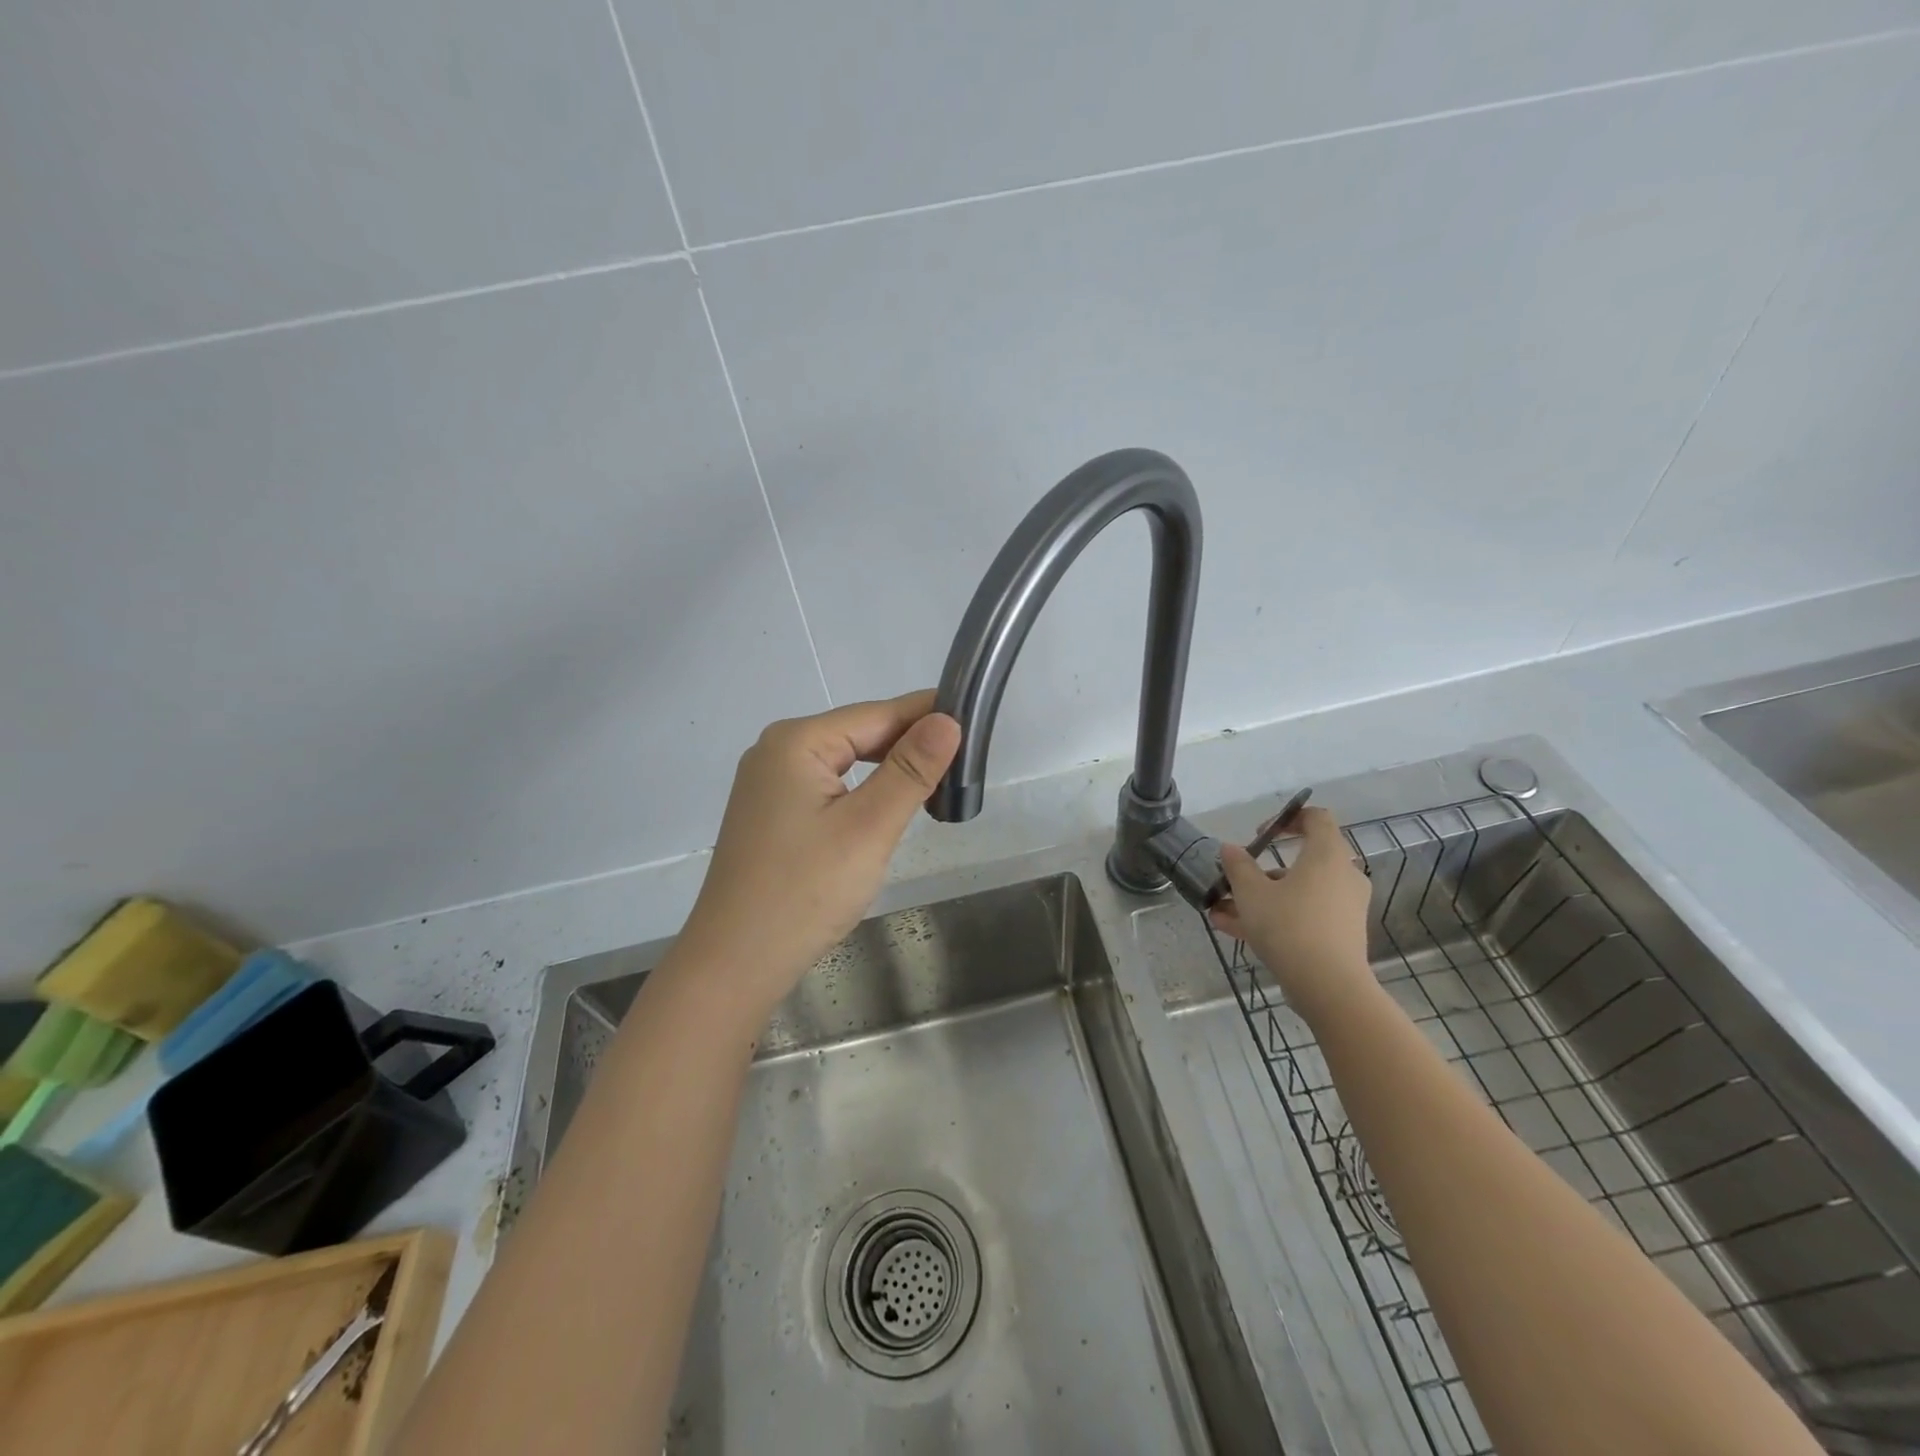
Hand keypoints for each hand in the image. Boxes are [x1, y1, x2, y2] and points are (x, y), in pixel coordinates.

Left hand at [671, 691, 961, 1016]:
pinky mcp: (772, 813)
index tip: (976, 721)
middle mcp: (776, 750)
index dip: (927, 714)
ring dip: (890, 769)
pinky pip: (828, 785)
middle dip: (910, 744)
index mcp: (796, 742)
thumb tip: (948, 719)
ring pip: (845, 760)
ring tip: (937, 782)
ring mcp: (769, 783)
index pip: (877, 713)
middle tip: (966, 762)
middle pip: (858, 733)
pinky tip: (889, 804)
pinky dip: (864, 790)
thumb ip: (910, 770)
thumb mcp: (868, 827)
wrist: (735, 963)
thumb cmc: (805, 892)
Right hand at [1208, 807, 1375, 1025]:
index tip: (1261, 835)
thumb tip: (1230, 849)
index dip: (1287, 819)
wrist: (1329, 987)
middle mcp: (1343, 876)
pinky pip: (1304, 915)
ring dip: (1260, 898)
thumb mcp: (1251, 893)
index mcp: (1327, 855)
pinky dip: (1275, 917)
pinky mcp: (1340, 934)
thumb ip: (1238, 866)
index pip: (1317, 818)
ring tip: (1221, 911)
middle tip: (1236, 878)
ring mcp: (1344, 907)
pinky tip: (1234, 930)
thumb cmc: (1289, 926)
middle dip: (1262, 869)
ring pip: (1297, 892)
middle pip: (1303, 859)